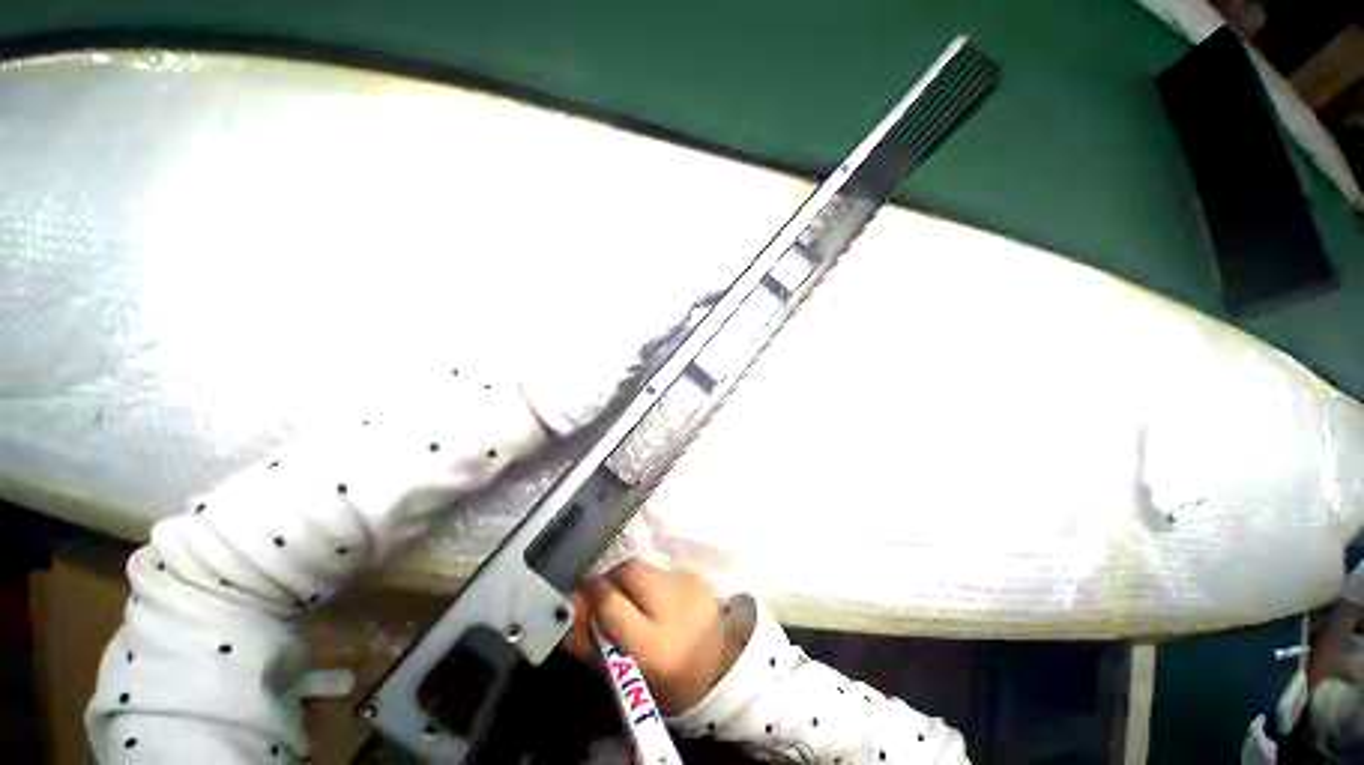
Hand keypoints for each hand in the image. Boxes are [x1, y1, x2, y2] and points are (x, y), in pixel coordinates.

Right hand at [567, 560, 743, 714]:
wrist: (721, 670)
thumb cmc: (667, 686)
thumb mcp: (625, 679)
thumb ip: (592, 646)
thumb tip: (569, 611)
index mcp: (654, 646)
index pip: (611, 603)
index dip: (590, 594)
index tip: (580, 595)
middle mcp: (674, 608)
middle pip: (629, 570)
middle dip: (610, 578)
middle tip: (605, 596)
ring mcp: (689, 587)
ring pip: (644, 567)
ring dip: (631, 581)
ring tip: (635, 604)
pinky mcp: (697, 576)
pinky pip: (661, 570)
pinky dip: (651, 582)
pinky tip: (658, 602)